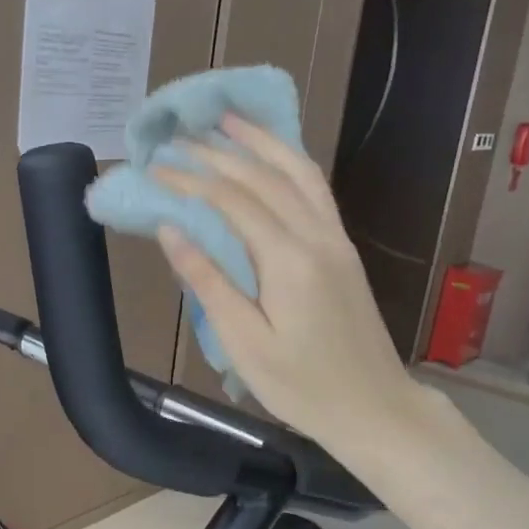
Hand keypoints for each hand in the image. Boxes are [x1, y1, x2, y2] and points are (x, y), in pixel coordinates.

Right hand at [149, 115, 426, 462]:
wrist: (374, 408)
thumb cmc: (301, 386)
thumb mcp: (245, 342)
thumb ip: (209, 282)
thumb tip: (171, 230)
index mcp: (288, 261)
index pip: (231, 201)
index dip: (189, 181)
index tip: (154, 169)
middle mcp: (316, 237)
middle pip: (263, 177)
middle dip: (218, 153)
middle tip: (178, 136)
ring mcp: (335, 239)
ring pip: (298, 172)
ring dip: (261, 142)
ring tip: (228, 120)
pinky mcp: (342, 248)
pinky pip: (315, 189)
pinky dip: (290, 162)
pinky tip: (271, 156)